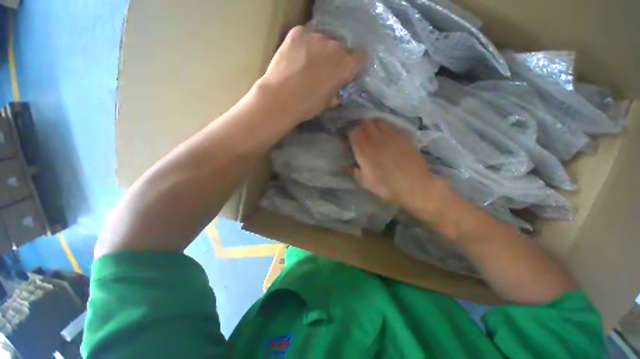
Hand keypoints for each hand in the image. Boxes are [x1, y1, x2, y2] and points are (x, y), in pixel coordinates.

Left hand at [257, 26, 365, 121]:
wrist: (281, 98)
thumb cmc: (308, 106)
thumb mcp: (326, 103)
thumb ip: (335, 93)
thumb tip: (336, 92)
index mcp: (346, 66)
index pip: (360, 56)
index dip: (354, 63)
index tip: (347, 70)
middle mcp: (335, 47)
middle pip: (339, 48)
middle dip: (334, 58)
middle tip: (322, 70)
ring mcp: (316, 36)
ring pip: (322, 41)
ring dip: (318, 50)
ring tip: (305, 64)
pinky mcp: (298, 32)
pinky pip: (305, 35)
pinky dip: (302, 44)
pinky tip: (295, 57)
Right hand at [347, 121, 439, 210]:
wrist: (415, 186)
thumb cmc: (387, 187)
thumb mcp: (366, 183)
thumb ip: (353, 173)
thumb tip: (342, 169)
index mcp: (364, 150)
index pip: (353, 131)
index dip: (349, 131)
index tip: (347, 136)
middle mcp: (376, 139)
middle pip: (365, 123)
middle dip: (359, 125)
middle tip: (359, 133)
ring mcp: (391, 135)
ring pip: (378, 121)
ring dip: (372, 124)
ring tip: (371, 132)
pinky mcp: (403, 136)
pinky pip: (390, 125)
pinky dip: (384, 127)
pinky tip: (386, 135)